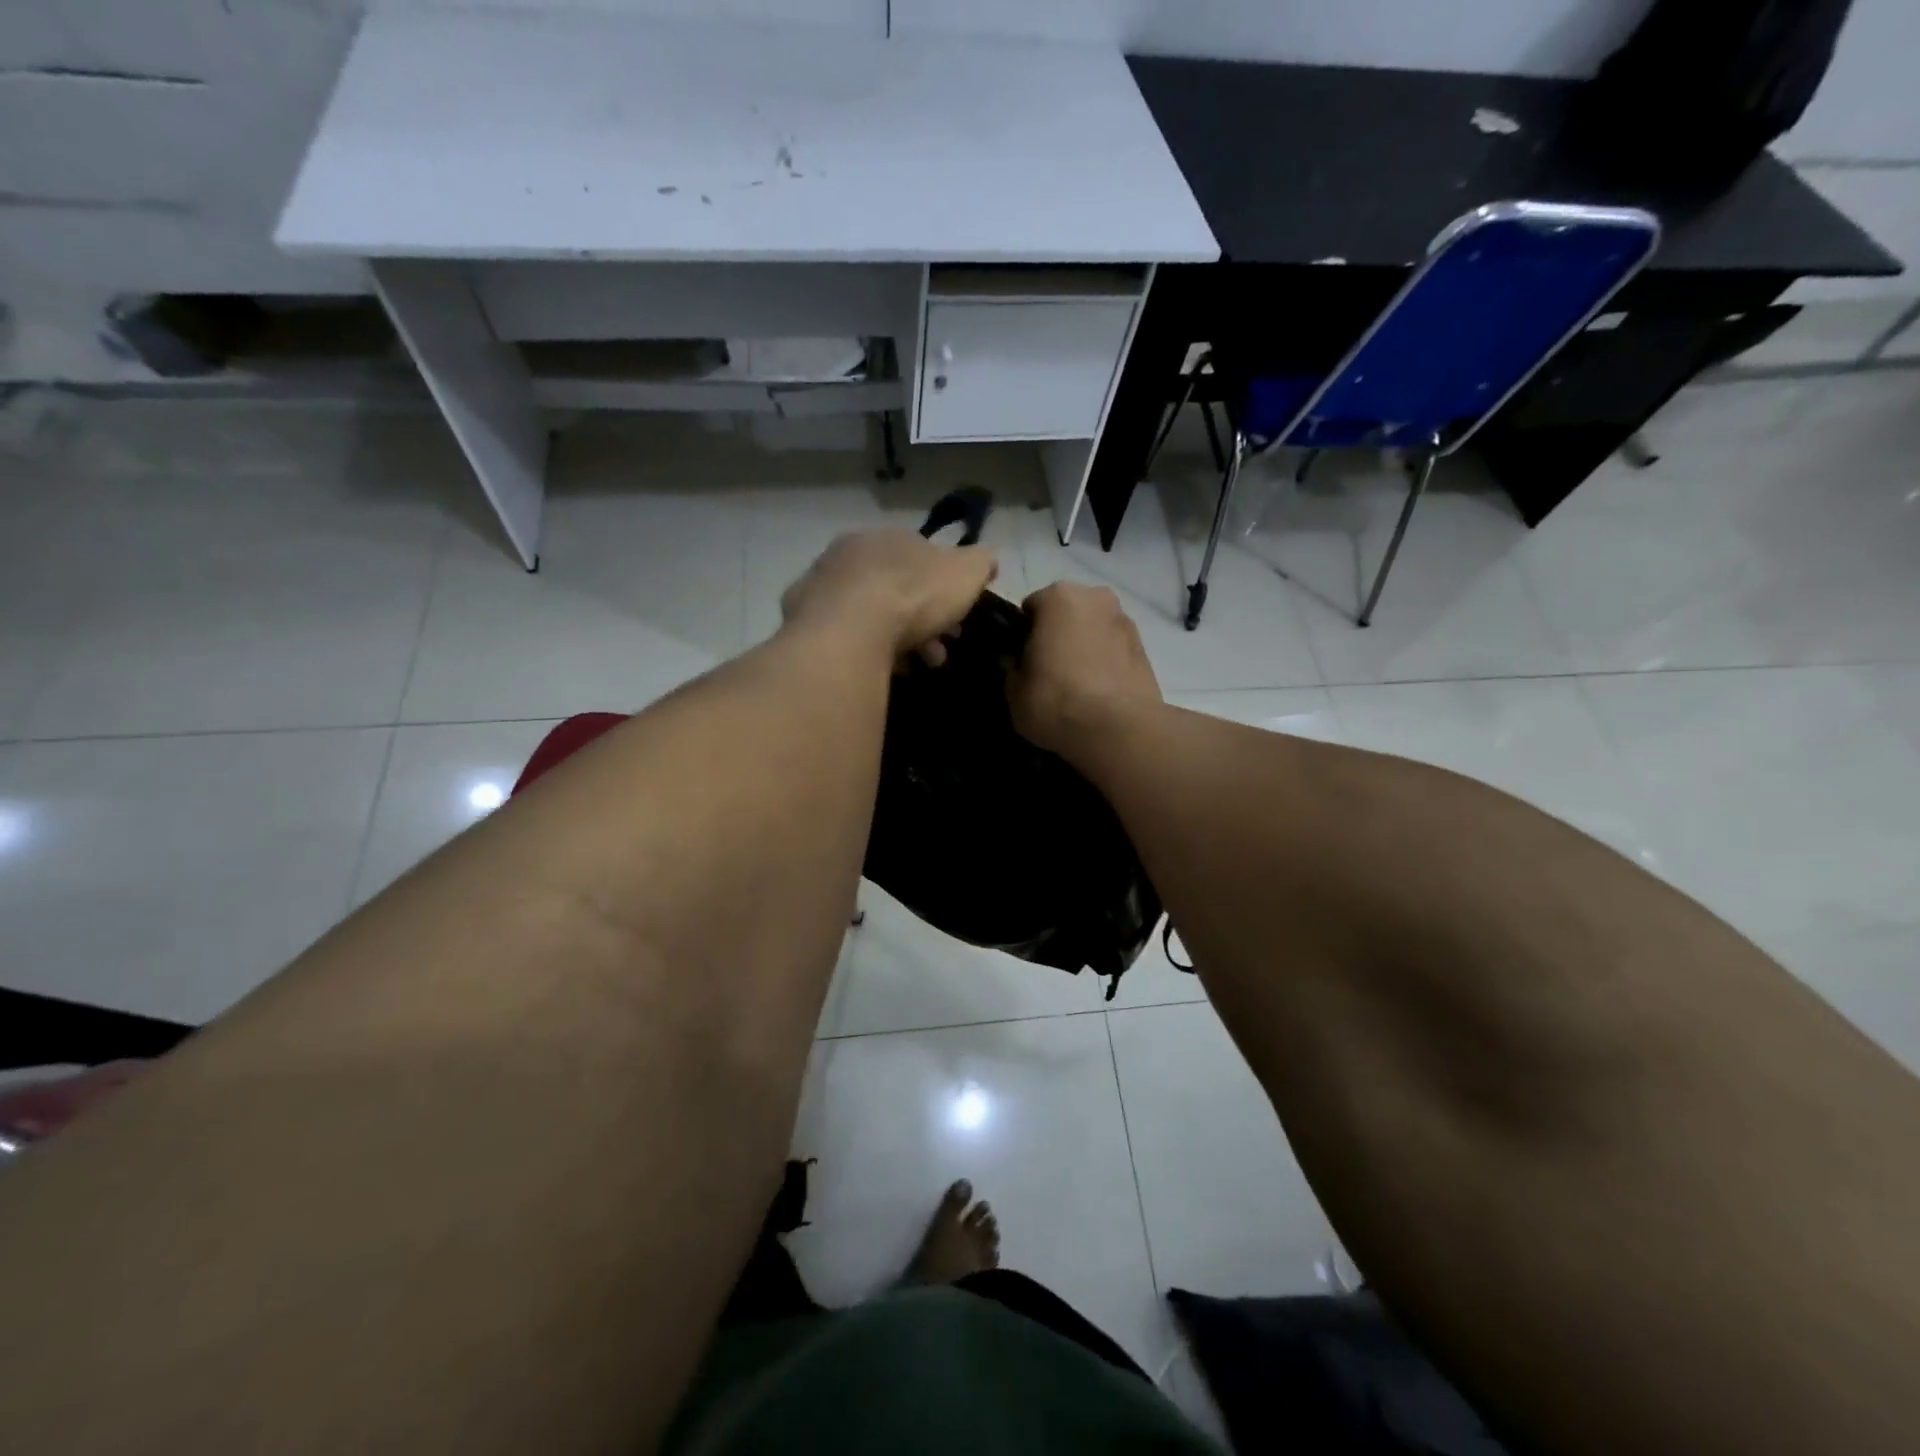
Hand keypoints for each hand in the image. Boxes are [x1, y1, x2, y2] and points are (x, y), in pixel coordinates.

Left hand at [781, 530, 996, 663]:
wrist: (849, 629)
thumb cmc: (912, 596)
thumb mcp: (965, 574)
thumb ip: (980, 563)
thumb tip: (988, 560)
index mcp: (888, 537)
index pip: (920, 559)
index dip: (942, 591)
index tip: (955, 622)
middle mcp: (848, 553)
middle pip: (891, 588)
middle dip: (918, 620)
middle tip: (936, 652)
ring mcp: (819, 585)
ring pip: (864, 613)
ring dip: (890, 638)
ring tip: (909, 667)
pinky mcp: (798, 619)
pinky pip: (839, 635)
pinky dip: (858, 649)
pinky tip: (872, 669)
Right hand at [1009, 582, 1161, 757]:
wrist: (1118, 729)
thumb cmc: (1056, 700)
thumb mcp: (1013, 690)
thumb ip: (1013, 667)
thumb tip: (1019, 663)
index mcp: (1058, 596)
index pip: (1031, 607)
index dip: (1023, 635)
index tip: (1022, 660)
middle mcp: (1096, 597)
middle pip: (1067, 613)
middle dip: (1057, 635)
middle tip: (1048, 671)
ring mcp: (1126, 621)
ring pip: (1093, 630)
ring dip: (1084, 647)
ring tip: (1076, 686)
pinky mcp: (1146, 649)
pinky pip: (1114, 650)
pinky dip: (1105, 663)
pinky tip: (1098, 692)